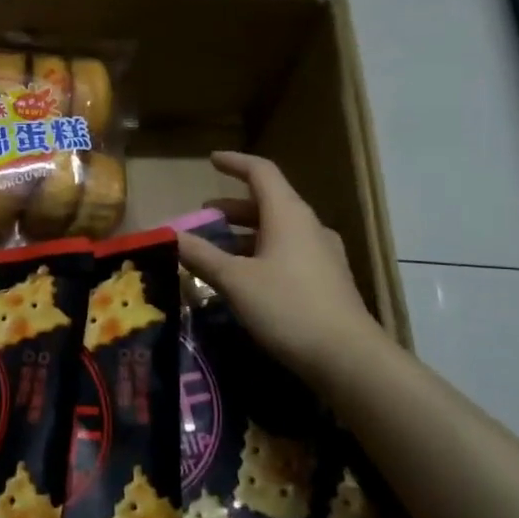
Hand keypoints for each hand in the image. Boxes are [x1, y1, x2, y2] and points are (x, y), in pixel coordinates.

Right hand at [176, 152, 389, 385]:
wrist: (348, 357)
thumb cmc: (287, 307)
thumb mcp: (235, 281)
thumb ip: (201, 255)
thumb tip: (170, 235)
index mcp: (288, 215)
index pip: (261, 172)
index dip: (235, 163)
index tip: (211, 160)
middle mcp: (308, 227)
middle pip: (268, 203)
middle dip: (233, 207)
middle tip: (204, 217)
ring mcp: (322, 254)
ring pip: (277, 231)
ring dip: (245, 234)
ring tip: (217, 250)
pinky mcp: (327, 281)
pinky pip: (288, 254)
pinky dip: (261, 254)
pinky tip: (245, 279)